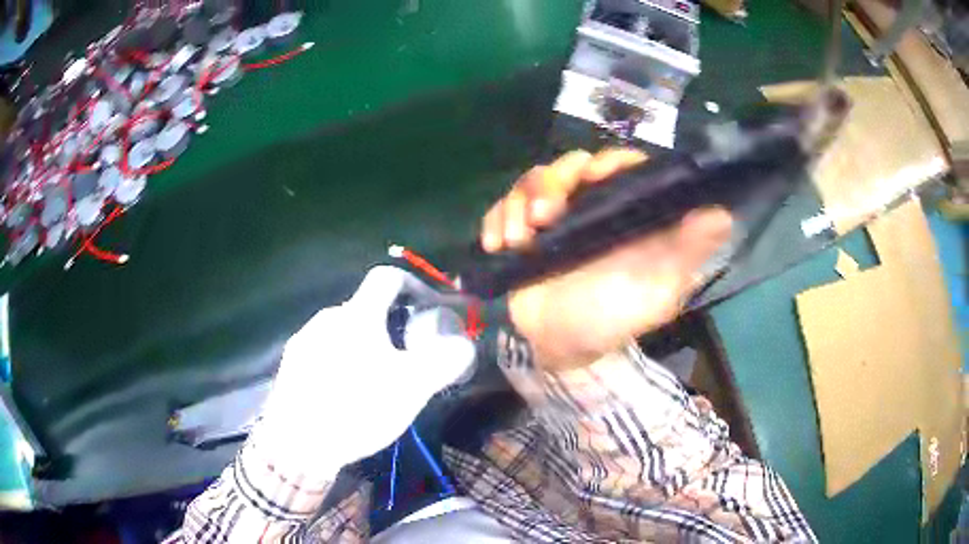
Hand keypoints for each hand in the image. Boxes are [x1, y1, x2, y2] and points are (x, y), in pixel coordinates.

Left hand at [255, 266, 475, 476]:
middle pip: (366, 308)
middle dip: (391, 324)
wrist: (298, 443)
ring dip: (364, 344)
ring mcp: (304, 340)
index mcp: (357, 315)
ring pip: (343, 331)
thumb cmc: (357, 408)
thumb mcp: (412, 388)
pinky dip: (341, 361)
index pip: (387, 278)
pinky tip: (344, 392)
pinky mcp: (291, 364)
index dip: (413, 284)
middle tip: (406, 357)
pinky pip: (323, 350)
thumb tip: (464, 345)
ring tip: (375, 380)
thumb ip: (444, 361)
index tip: (427, 308)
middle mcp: (327, 318)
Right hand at [480, 149, 732, 371]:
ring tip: (519, 240)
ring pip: (532, 182)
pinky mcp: (522, 230)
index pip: (622, 166)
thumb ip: (687, 252)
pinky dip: (496, 221)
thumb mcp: (658, 289)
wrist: (564, 346)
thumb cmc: (616, 317)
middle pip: (570, 166)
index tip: (593, 177)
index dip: (609, 162)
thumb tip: (720, 214)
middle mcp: (592, 206)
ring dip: (520, 204)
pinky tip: (498, 245)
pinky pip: (502, 207)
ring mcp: (554, 216)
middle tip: (544, 216)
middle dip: (551, 184)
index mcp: (626, 213)